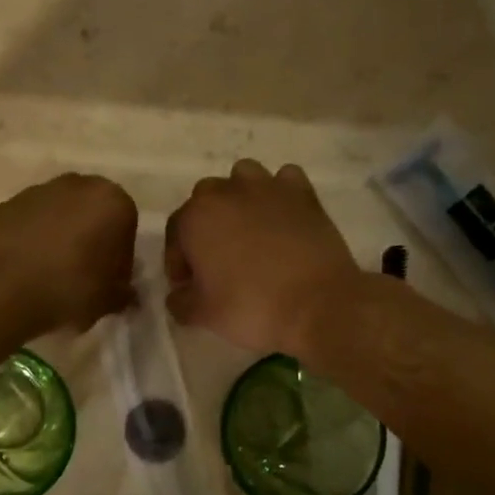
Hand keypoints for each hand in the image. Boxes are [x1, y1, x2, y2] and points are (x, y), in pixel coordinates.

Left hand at [0, 173, 138, 334]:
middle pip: (92, 213)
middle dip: (90, 238)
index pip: (126, 228)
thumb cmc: (70, 289)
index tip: (109, 282)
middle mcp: (77, 185)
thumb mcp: (110, 300)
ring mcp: (38, 191)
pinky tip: (26, 268)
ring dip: (60, 236)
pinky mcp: (7, 204)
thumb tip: (125, 294)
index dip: (119, 258)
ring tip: (51, 273)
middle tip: (83, 274)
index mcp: (112, 201)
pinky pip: (29, 222)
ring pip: (59, 214)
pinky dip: (31, 238)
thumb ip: (123, 292)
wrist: (2, 288)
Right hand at [165, 161, 360, 354]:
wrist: (318, 304)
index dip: (178, 261)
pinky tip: (283, 218)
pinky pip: (284, 180)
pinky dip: (279, 194)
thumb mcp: (203, 315)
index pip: (175, 233)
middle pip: (205, 200)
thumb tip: (179, 295)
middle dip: (206, 226)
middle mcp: (226, 192)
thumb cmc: (251, 308)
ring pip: (242, 178)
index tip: (189, 285)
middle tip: (217, 260)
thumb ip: (180, 302)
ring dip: (239, 199)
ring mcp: (267, 187)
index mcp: (195, 218)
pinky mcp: (303, 193)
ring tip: (249, 231)